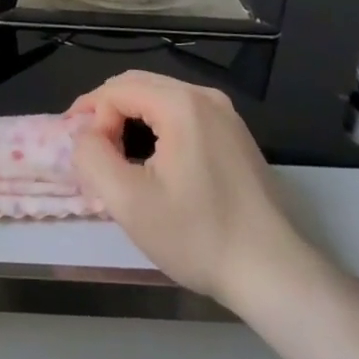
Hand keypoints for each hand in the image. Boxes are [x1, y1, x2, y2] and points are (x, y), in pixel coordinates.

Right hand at [70, 70, 315, 306]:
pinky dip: (157, 126)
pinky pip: (183, 114)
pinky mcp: (236, 136)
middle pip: (138, 85)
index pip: (116, 90)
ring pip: (161, 98)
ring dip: (130, 118)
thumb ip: (92, 157)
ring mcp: (226, 115)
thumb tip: (85, 135)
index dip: (91, 117)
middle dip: (107, 111)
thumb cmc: (198, 236)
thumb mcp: (128, 201)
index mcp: (181, 104)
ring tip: (114, 154)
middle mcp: (206, 97)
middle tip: (88, 148)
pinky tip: (151, 159)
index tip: (85, 157)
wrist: (273, 273)